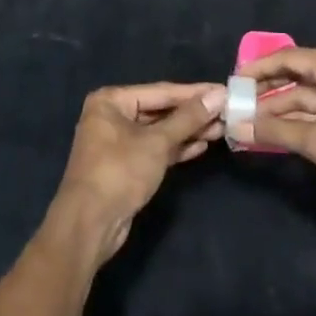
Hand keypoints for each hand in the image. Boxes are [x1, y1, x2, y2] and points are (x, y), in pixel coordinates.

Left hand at [47, 83, 225, 265]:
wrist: (89, 224)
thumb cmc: (120, 172)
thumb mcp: (157, 142)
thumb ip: (188, 118)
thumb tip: (218, 94)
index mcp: (111, 100)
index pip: (161, 91)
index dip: (194, 93)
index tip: (223, 90)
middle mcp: (112, 116)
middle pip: (160, 110)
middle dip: (192, 114)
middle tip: (226, 112)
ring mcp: (118, 142)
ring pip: (159, 131)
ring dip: (188, 131)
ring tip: (221, 129)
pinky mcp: (126, 165)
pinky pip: (155, 149)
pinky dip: (176, 148)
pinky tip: (201, 146)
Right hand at [243, 47, 315, 214]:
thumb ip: (276, 131)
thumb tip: (236, 127)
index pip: (289, 58)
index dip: (258, 68)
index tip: (232, 81)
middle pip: (298, 78)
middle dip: (267, 92)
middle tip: (235, 105)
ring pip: (308, 99)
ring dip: (280, 112)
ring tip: (248, 124)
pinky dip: (298, 124)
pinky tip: (275, 135)